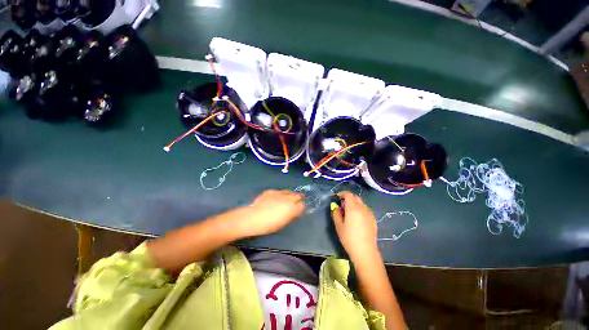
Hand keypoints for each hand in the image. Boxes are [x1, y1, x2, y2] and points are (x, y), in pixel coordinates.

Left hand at [242, 190, 304, 236]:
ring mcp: (279, 193)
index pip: (302, 205)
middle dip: (298, 198)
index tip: (299, 209)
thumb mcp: (283, 223)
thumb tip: (295, 212)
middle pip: (298, 195)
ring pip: (289, 191)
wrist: (253, 217)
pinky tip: (275, 198)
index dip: (301, 207)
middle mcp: (288, 198)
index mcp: (292, 208)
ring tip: (286, 199)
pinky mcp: (271, 191)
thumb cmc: (269, 225)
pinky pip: (279, 191)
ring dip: (289, 195)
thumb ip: (291, 215)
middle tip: (295, 202)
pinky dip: (279, 194)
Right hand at [331, 191, 378, 261]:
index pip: (348, 194)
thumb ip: (336, 213)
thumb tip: (335, 206)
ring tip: (349, 213)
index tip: (336, 197)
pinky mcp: (373, 219)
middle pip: (355, 197)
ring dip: (354, 203)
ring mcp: (369, 213)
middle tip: (341, 206)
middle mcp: (362, 208)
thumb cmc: (349, 238)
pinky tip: (357, 218)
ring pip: (361, 203)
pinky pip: (365, 209)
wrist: (365, 251)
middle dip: (348, 198)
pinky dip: (359, 209)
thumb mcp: (338, 225)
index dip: (341, 193)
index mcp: (353, 208)